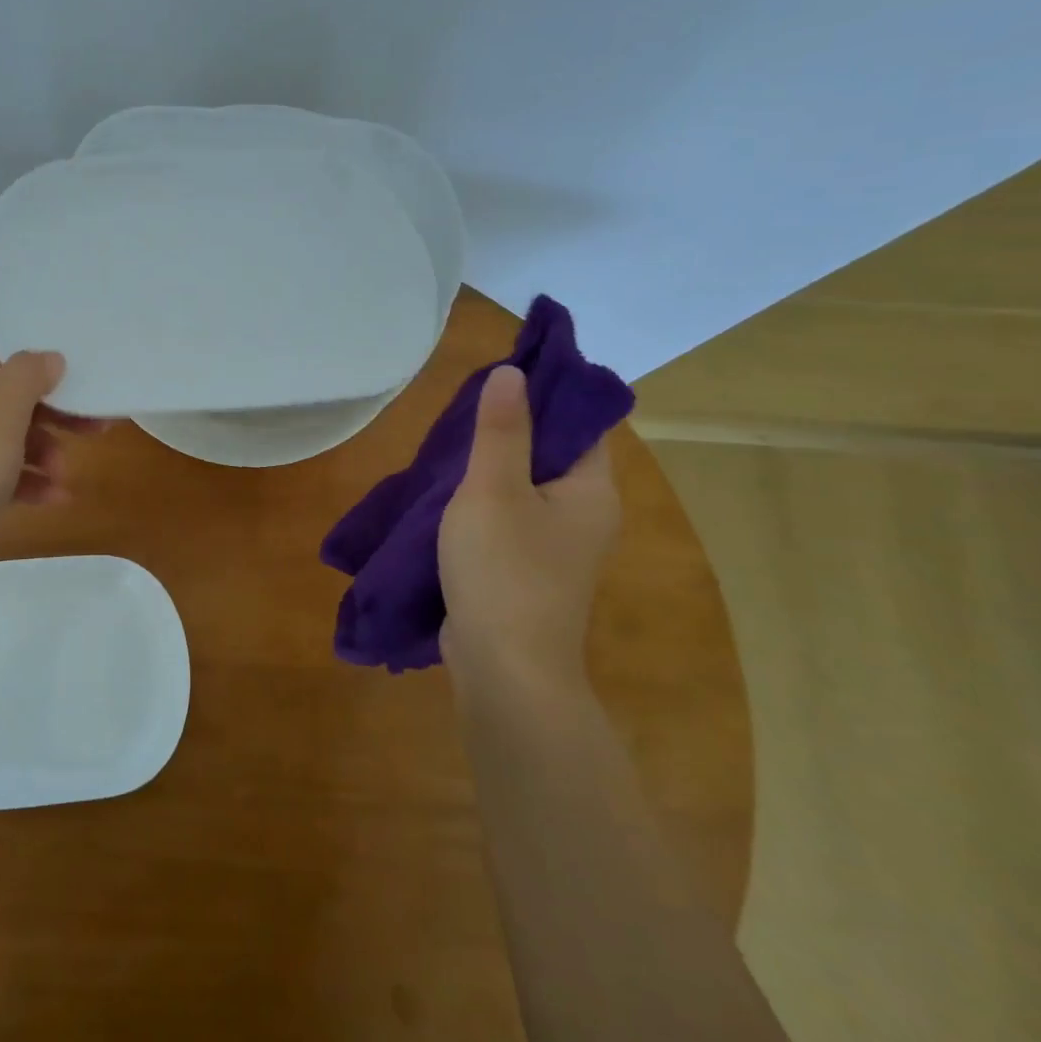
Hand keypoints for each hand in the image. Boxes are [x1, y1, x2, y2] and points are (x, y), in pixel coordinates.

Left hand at [0, 347, 106, 591]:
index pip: (0, 360)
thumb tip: (49, 358)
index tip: (80, 388)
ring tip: (64, 476)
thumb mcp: (1, 415)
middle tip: (94, 429)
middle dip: (51, 419)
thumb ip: (28, 377)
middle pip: (8, 401)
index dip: (41, 371)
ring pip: (7, 440)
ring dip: (43, 454)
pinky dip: (27, 481)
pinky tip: (55, 498)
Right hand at [438, 364, 620, 691]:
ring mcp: (557, 548)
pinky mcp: (528, 571)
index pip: (582, 423)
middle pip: (553, 453)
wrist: (505, 669)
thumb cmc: (505, 570)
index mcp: (592, 490)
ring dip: (492, 466)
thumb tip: (512, 372)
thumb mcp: (494, 489)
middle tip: (465, 405)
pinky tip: (448, 494)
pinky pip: (510, 518)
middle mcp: (585, 515)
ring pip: (527, 487)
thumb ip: (501, 430)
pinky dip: (484, 500)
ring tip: (449, 443)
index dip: (547, 393)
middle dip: (512, 427)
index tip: (503, 373)